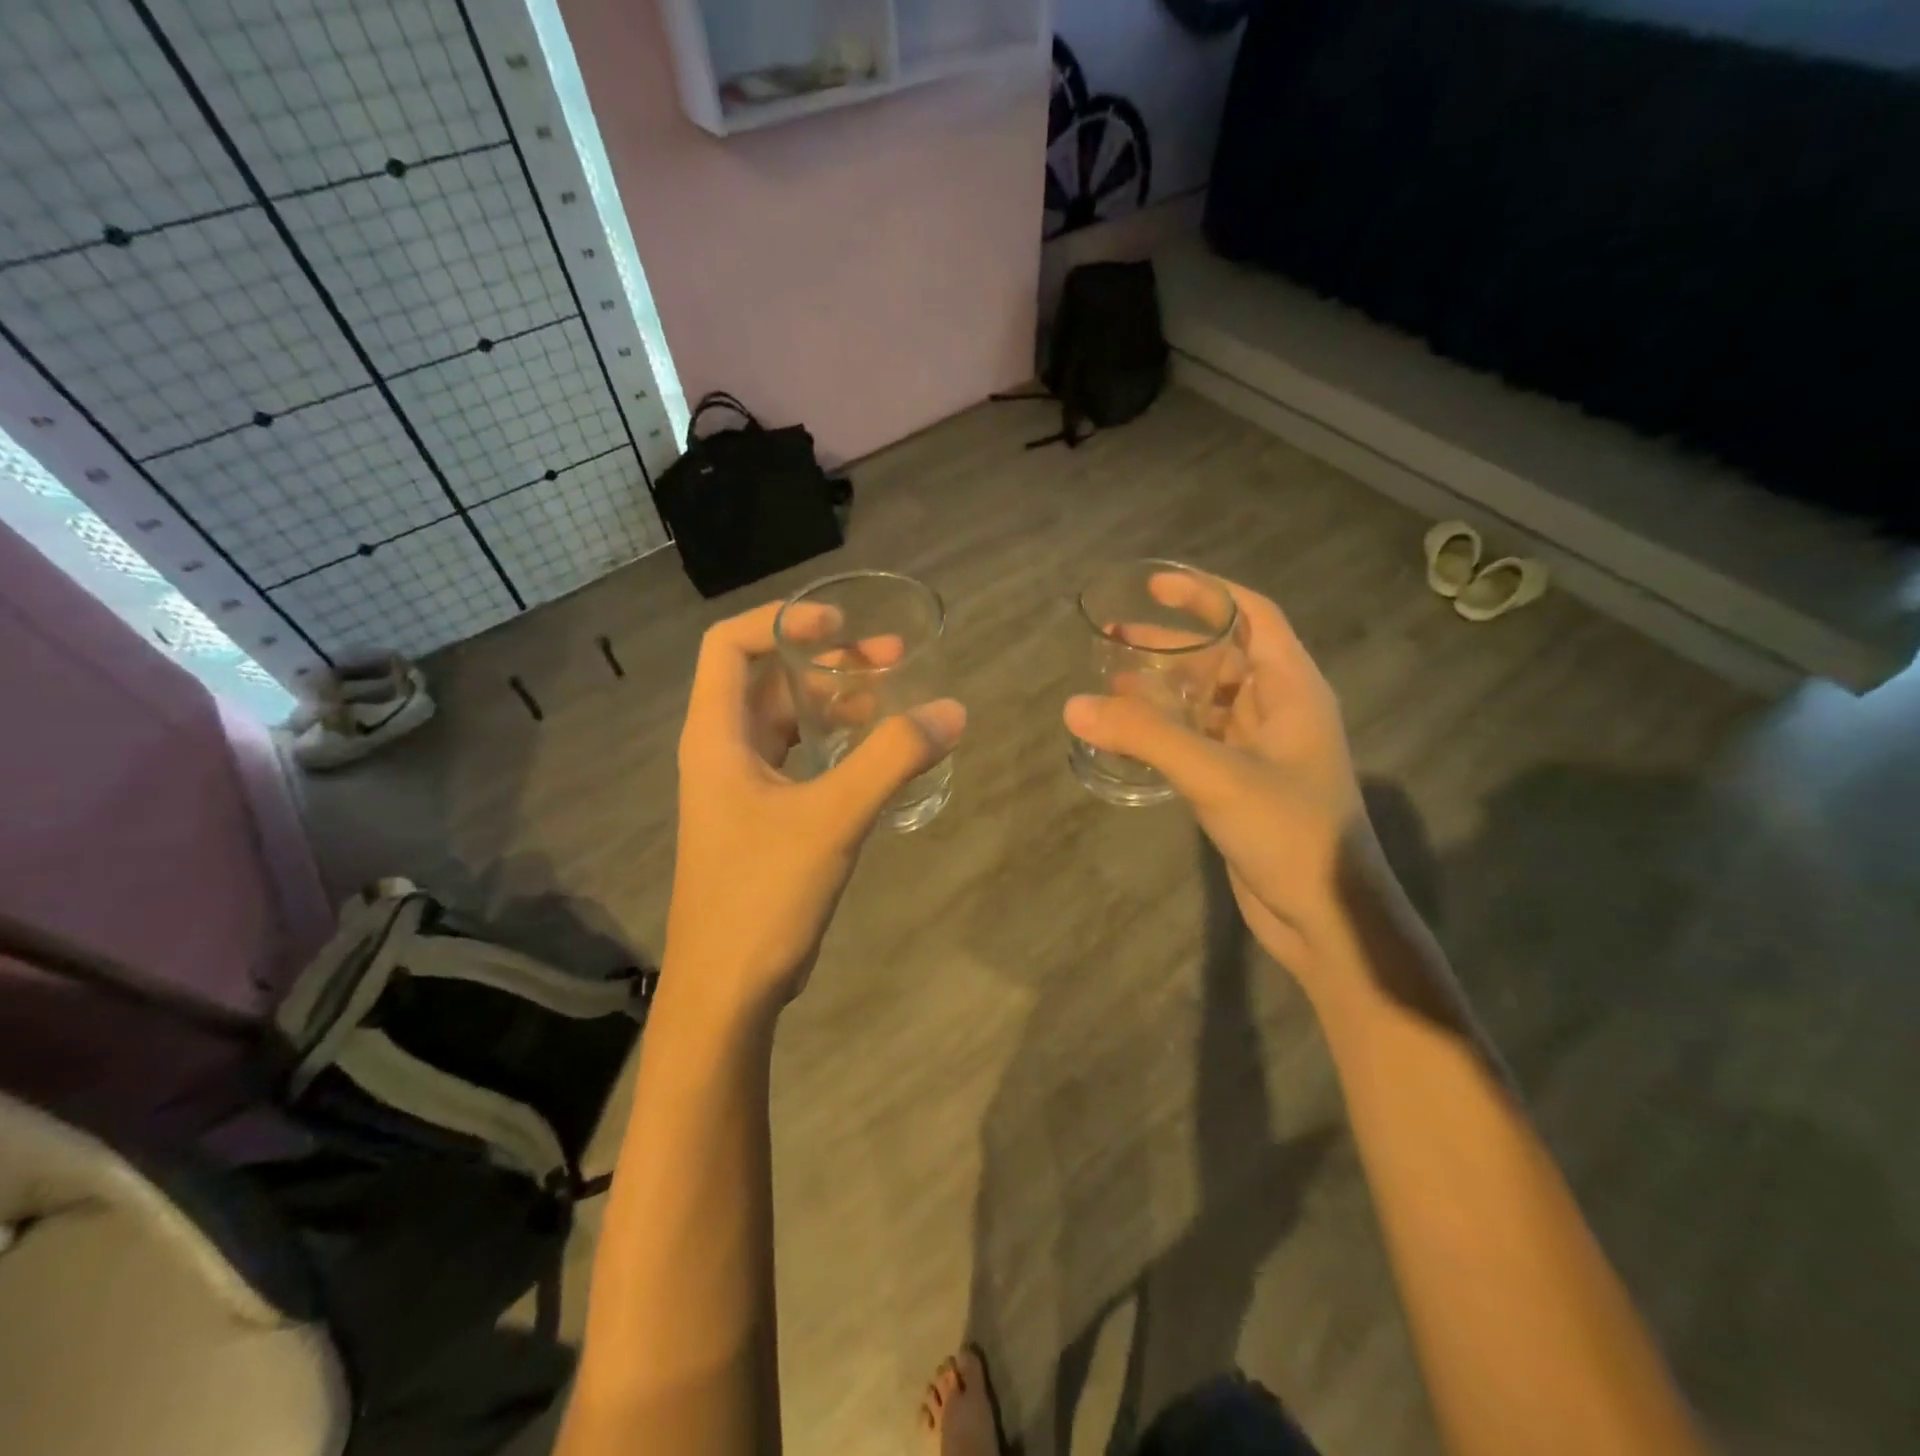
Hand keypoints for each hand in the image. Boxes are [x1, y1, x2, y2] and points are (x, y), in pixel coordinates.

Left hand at [664, 600, 965, 1022]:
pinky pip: (800, 760)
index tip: (841, 624)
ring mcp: (740, 788)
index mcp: (716, 737)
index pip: (729, 646)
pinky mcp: (762, 819)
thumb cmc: (762, 894)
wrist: (727, 989)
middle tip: (891, 659)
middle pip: (768, 680)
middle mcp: (722, 752)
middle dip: (827, 661)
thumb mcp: (832, 818)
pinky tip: (877, 753)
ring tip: (893, 697)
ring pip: (787, 721)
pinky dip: (836, 744)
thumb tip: (951, 711)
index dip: (782, 621)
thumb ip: (892, 759)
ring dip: (835, 702)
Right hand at [1064, 576, 1372, 980]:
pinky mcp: (1239, 782)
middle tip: (1115, 637)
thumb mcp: (1216, 775)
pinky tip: (1126, 734)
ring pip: (1205, 701)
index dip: (1207, 594)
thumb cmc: (1289, 832)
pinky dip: (1163, 731)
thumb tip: (1074, 706)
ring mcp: (1259, 749)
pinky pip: (1197, 740)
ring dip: (1162, 690)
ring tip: (1109, 683)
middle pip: (1221, 657)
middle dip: (1171, 644)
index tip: (1155, 585)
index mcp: (1292, 689)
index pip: (1254, 617)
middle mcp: (1278, 710)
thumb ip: (1146, 737)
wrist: (1325, 916)